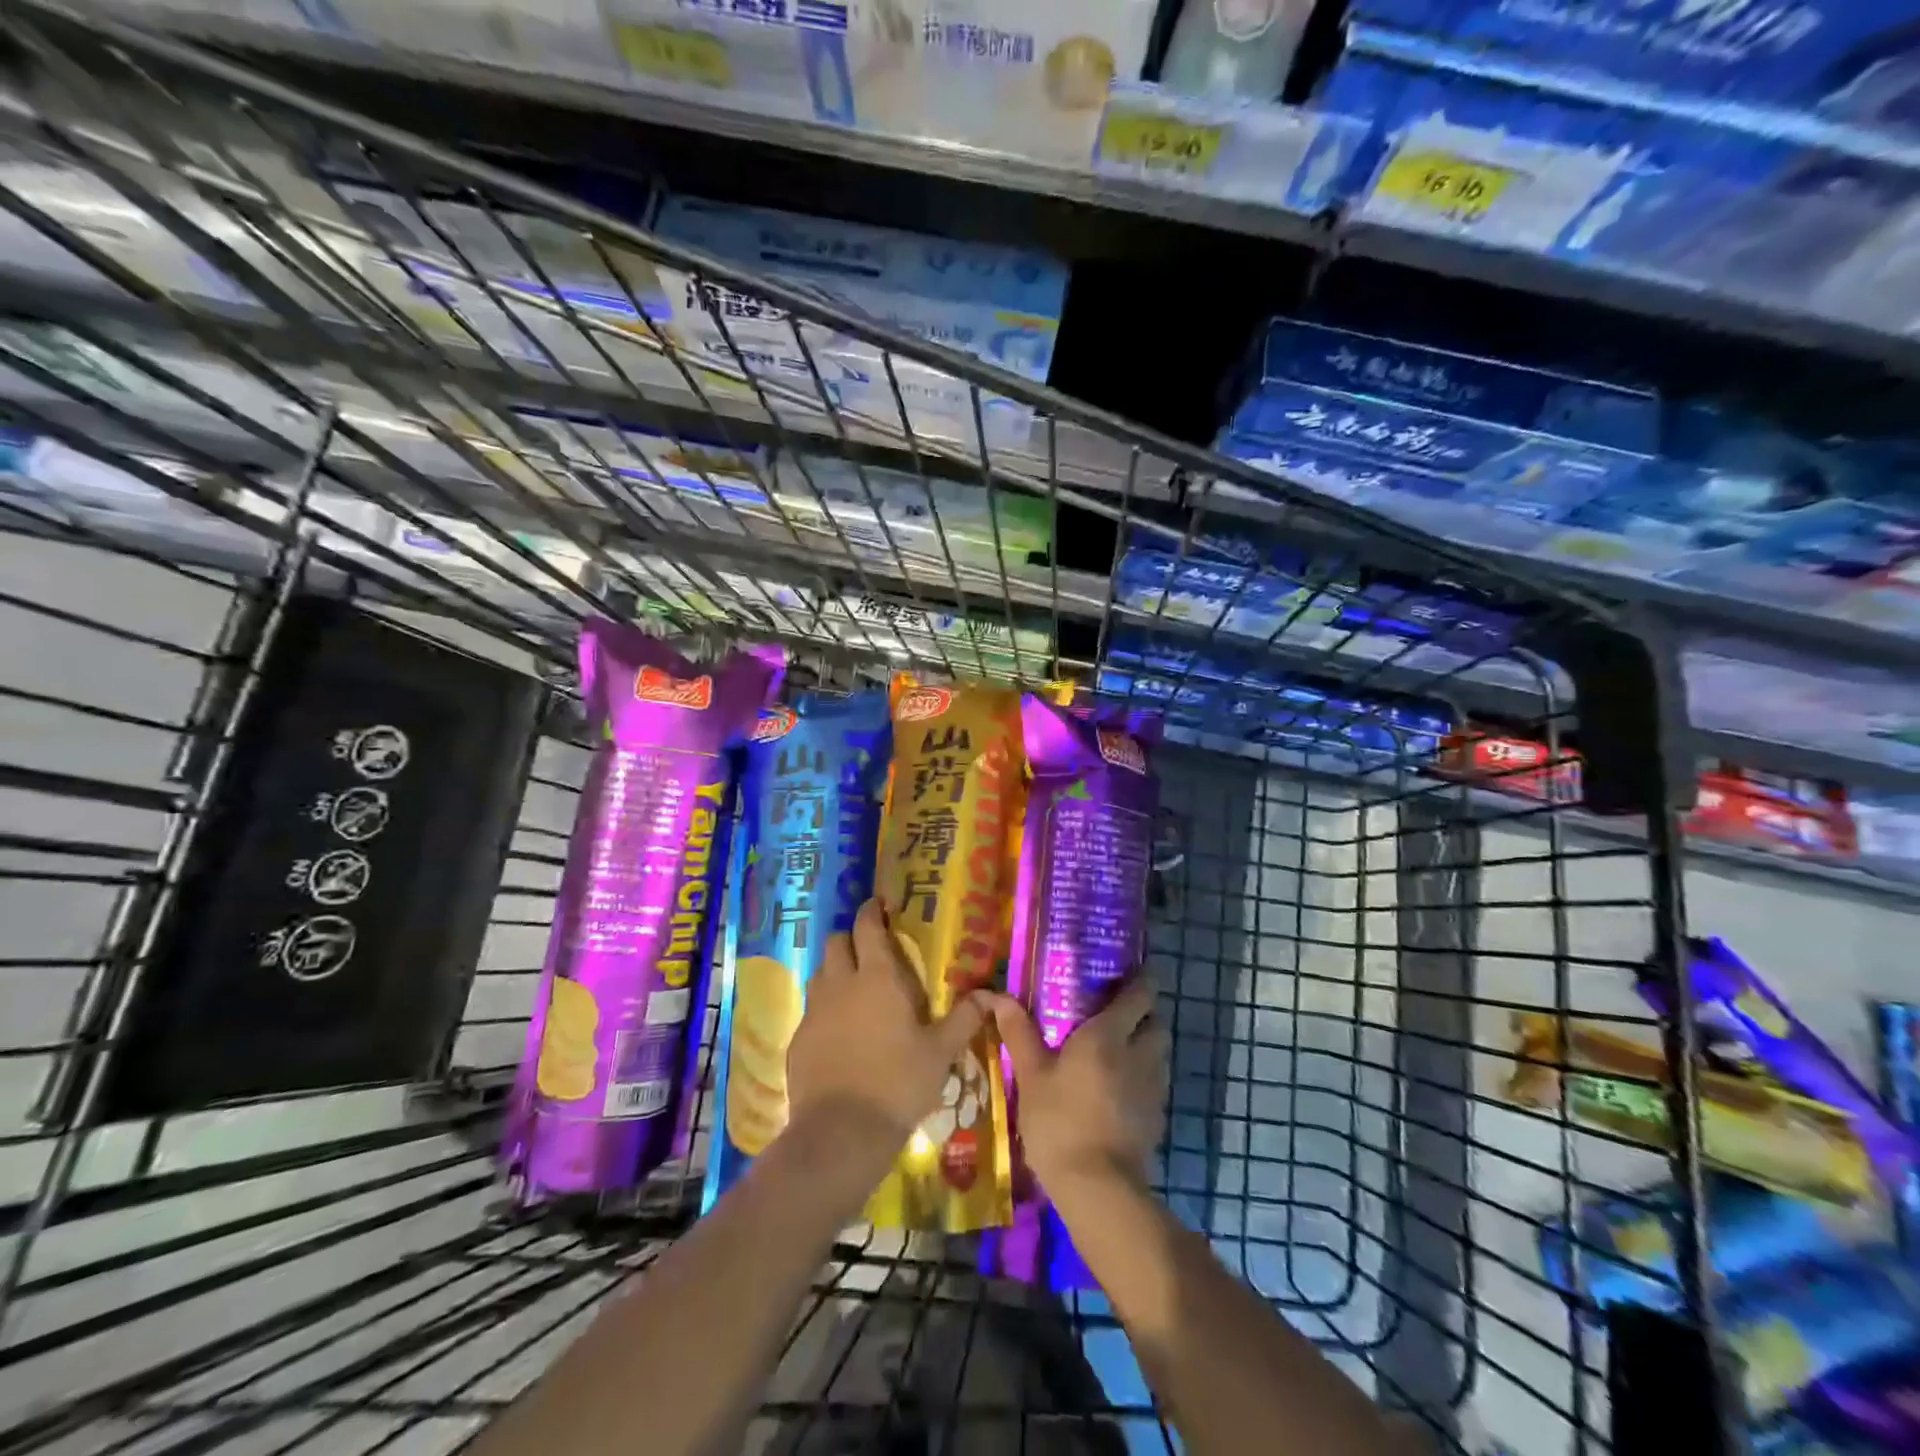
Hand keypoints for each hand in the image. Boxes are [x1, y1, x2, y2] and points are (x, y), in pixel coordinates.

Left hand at [786, 898, 988, 1157]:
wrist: (842, 1132)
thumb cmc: (899, 1084)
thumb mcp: (941, 1052)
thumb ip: (965, 1018)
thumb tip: (992, 994)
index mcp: (878, 977)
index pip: (867, 926)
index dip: (872, 910)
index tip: (879, 905)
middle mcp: (841, 983)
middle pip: (837, 941)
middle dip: (851, 937)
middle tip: (870, 948)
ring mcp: (815, 1010)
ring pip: (820, 972)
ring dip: (835, 969)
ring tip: (854, 986)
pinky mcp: (799, 1038)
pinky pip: (811, 1009)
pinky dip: (825, 1008)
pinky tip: (839, 1031)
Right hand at [988, 976, 1168, 1192]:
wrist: (1098, 1189)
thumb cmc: (1059, 1121)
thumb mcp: (1030, 1075)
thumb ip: (1018, 1032)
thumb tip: (995, 995)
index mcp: (1109, 1035)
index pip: (1140, 995)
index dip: (1142, 980)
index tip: (1134, 971)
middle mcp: (1139, 1054)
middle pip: (1157, 1022)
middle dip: (1145, 1013)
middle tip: (1120, 1013)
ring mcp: (1153, 1089)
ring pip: (1160, 1053)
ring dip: (1147, 1045)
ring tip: (1120, 1049)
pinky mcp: (1157, 1119)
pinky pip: (1156, 1084)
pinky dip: (1144, 1077)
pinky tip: (1121, 1090)